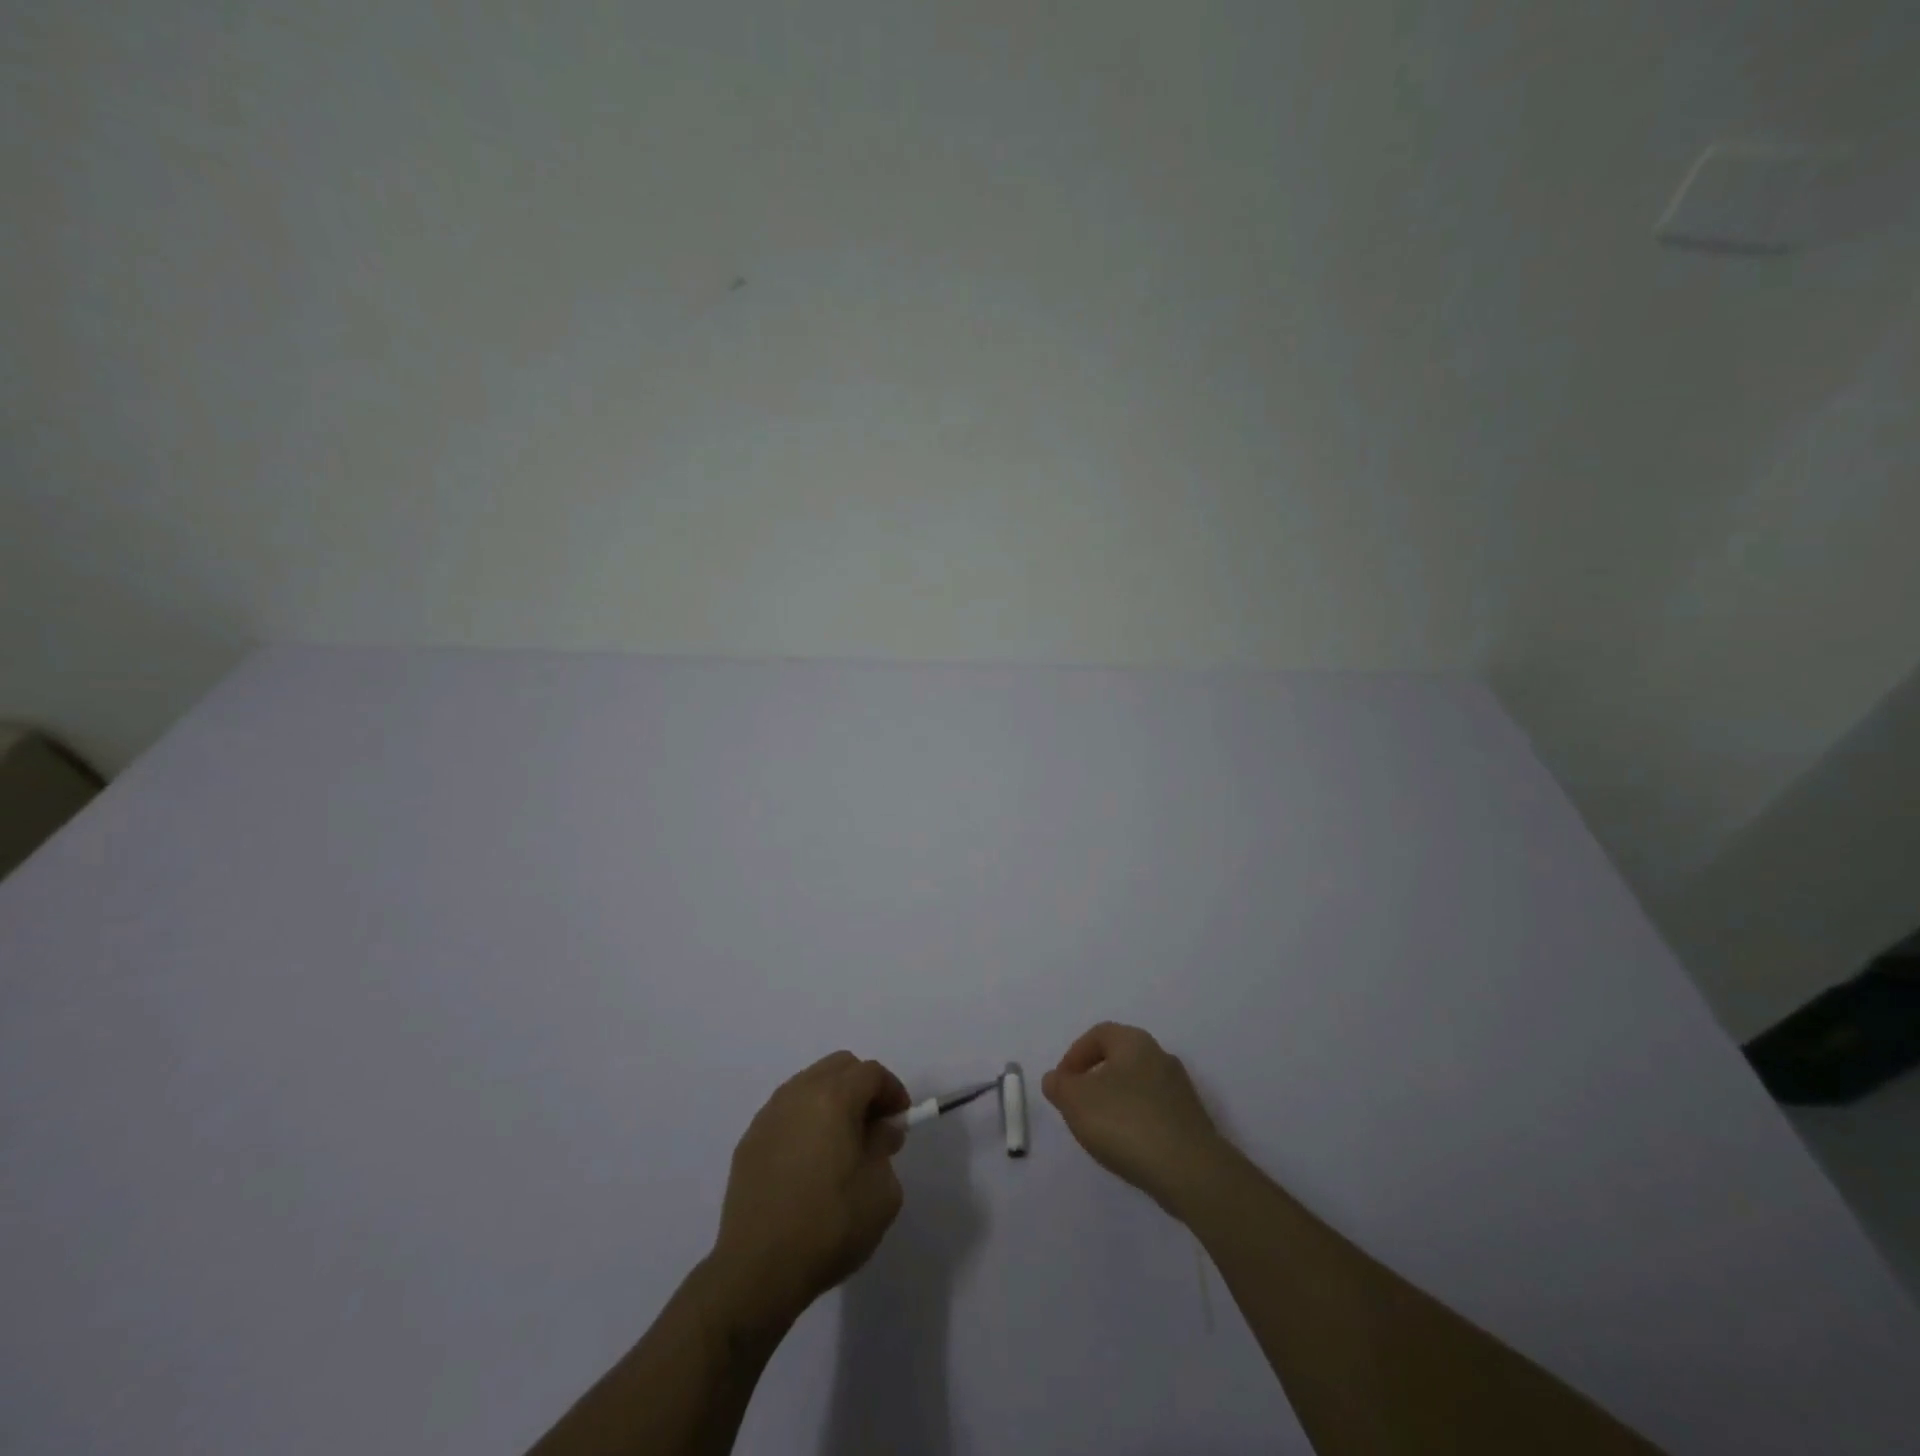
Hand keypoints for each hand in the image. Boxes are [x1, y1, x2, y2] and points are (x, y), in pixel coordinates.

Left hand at [710, 1052, 910, 1329]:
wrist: (757, 1270)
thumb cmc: (829, 1227)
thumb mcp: (881, 1192)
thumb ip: (885, 1148)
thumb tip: (879, 1129)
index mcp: (833, 1098)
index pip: (871, 1073)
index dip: (892, 1090)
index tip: (901, 1120)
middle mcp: (798, 1093)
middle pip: (838, 1067)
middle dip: (862, 1087)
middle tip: (874, 1125)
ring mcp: (769, 1115)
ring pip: (809, 1084)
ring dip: (832, 1100)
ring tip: (841, 1143)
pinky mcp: (749, 1140)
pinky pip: (786, 1112)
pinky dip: (805, 1121)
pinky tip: (809, 1161)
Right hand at [1043, 1022, 1232, 1213]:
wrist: (1190, 1171)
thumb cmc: (1126, 1123)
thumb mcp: (1076, 1101)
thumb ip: (1059, 1086)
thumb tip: (1056, 1079)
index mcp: (1134, 1042)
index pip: (1098, 1034)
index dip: (1074, 1055)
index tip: (1062, 1084)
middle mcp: (1160, 1056)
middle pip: (1119, 1059)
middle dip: (1094, 1079)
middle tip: (1077, 1105)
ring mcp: (1180, 1090)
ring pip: (1137, 1086)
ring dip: (1114, 1102)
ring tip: (1100, 1131)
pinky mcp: (1191, 1121)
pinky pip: (1154, 1112)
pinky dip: (1135, 1122)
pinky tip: (1127, 1147)